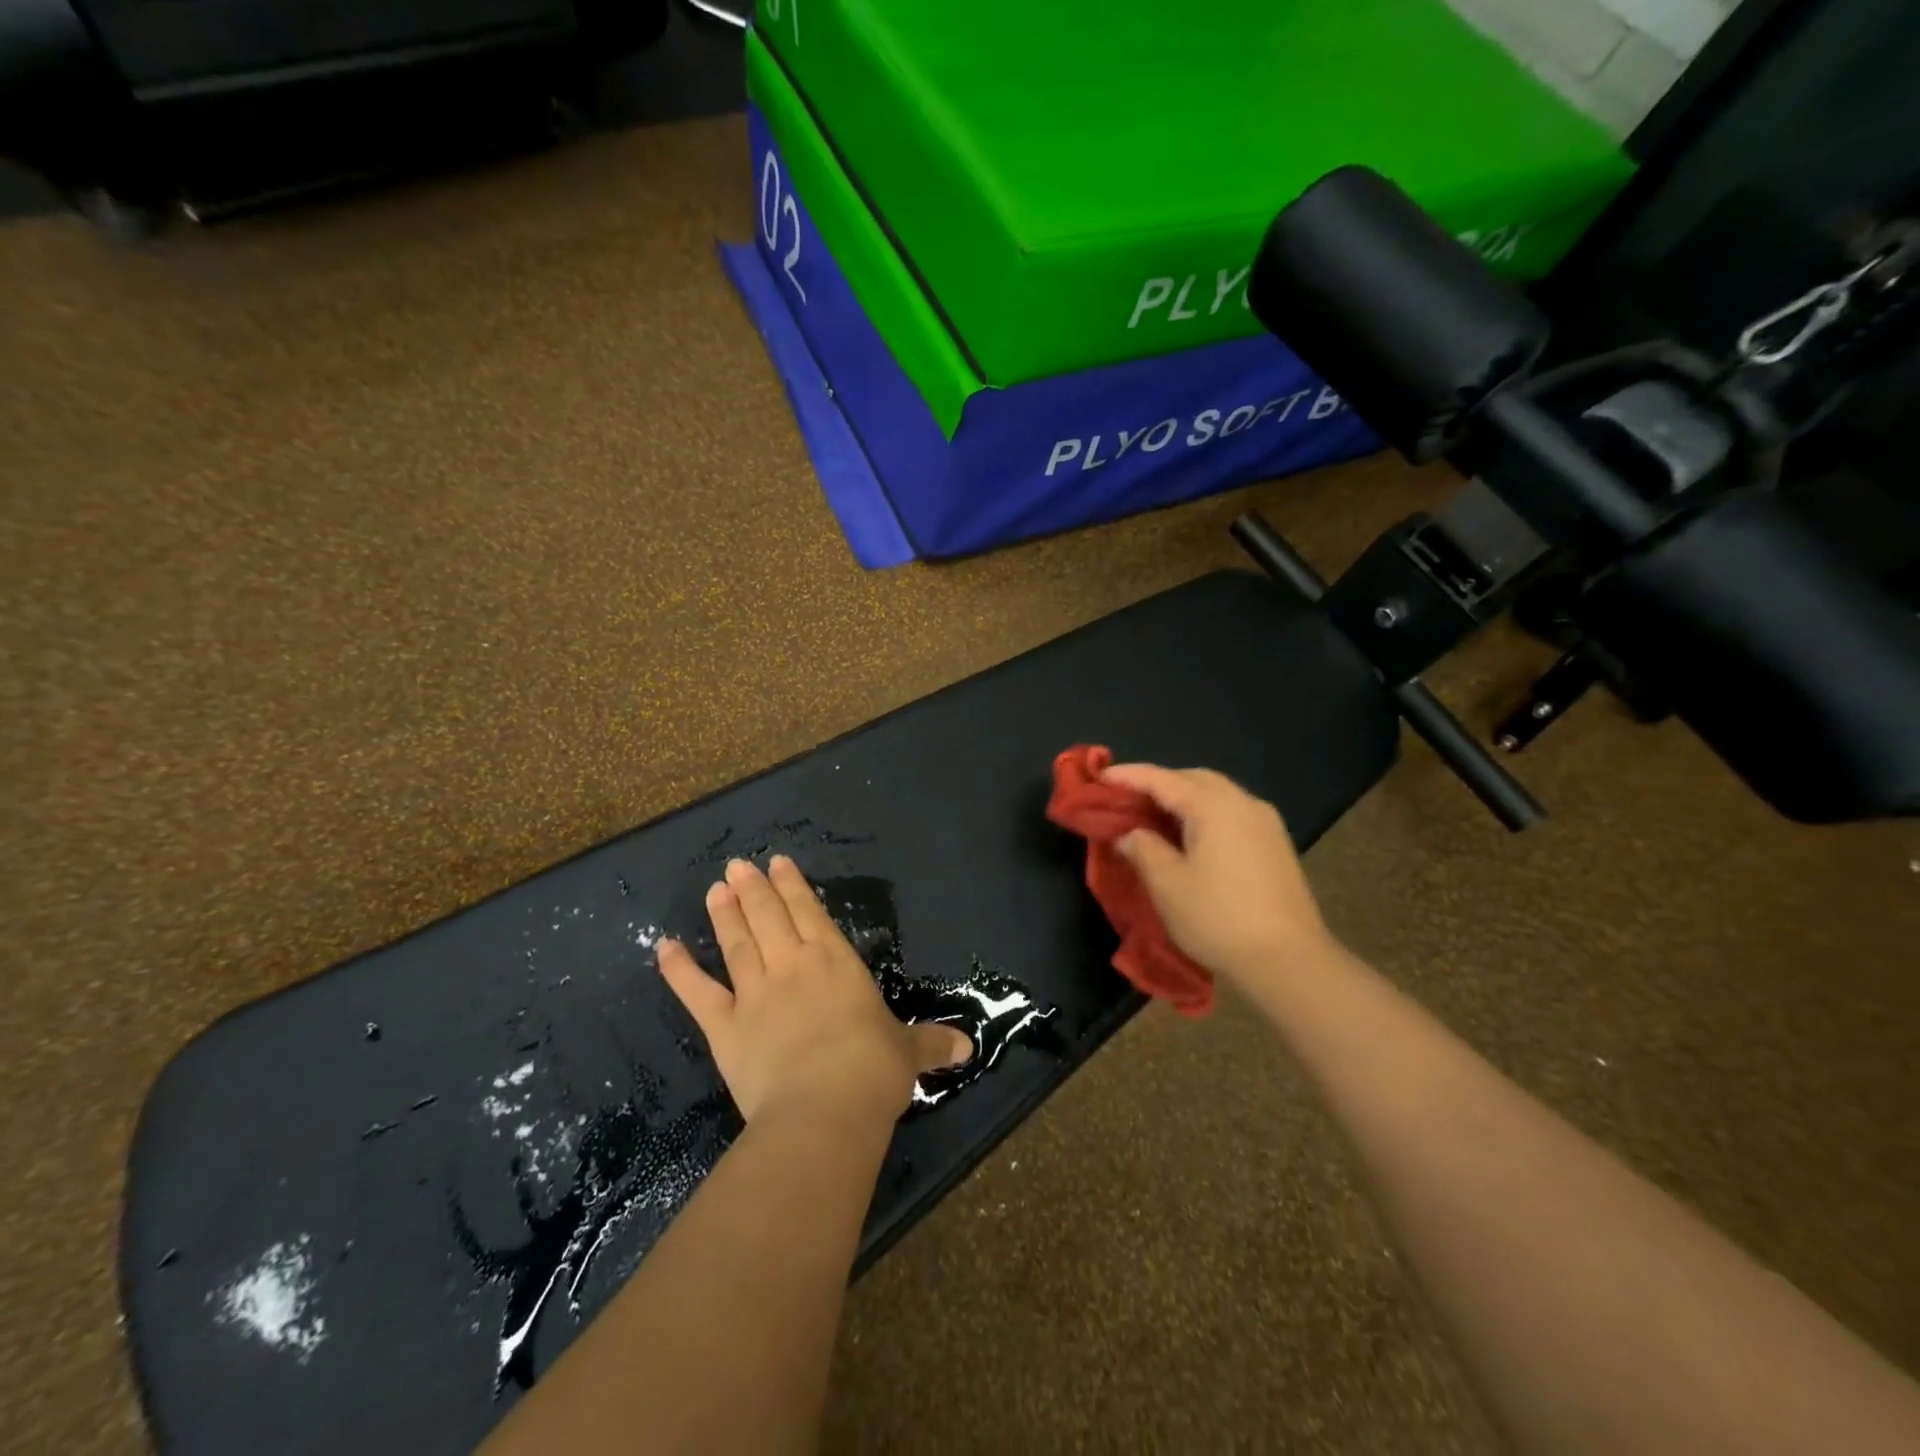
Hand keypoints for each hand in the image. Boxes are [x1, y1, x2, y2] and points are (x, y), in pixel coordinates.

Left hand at [657, 856, 971, 1125]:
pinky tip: (664, 946)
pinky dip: (680, 969)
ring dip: (725, 914)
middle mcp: (793, 966)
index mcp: (836, 963)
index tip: (777, 863)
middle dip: (754, 889)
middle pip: (770, 917)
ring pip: (737, 943)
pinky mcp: (726, 1026)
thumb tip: (967, 1046)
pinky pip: (698, 992)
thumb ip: (932, 1044)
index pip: (811, 912)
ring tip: (715, 888)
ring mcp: (756, 993)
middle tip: (738, 865)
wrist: (825, 1108)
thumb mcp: (908, 1053)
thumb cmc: (873, 1070)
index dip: (793, 886)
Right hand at [1103, 763, 1340, 986]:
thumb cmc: (1218, 918)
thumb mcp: (1167, 884)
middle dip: (1158, 783)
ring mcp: (1265, 823)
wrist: (1288, 960)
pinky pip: (1231, 813)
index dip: (1128, 776)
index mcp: (1214, 806)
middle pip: (1193, 779)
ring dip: (1183, 798)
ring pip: (1216, 794)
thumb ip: (1142, 848)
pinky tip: (1190, 836)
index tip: (1100, 776)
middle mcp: (1243, 803)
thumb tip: (1128, 834)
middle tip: (1127, 798)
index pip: (1162, 779)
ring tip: (1154, 817)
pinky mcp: (1275, 844)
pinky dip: (1204, 814)